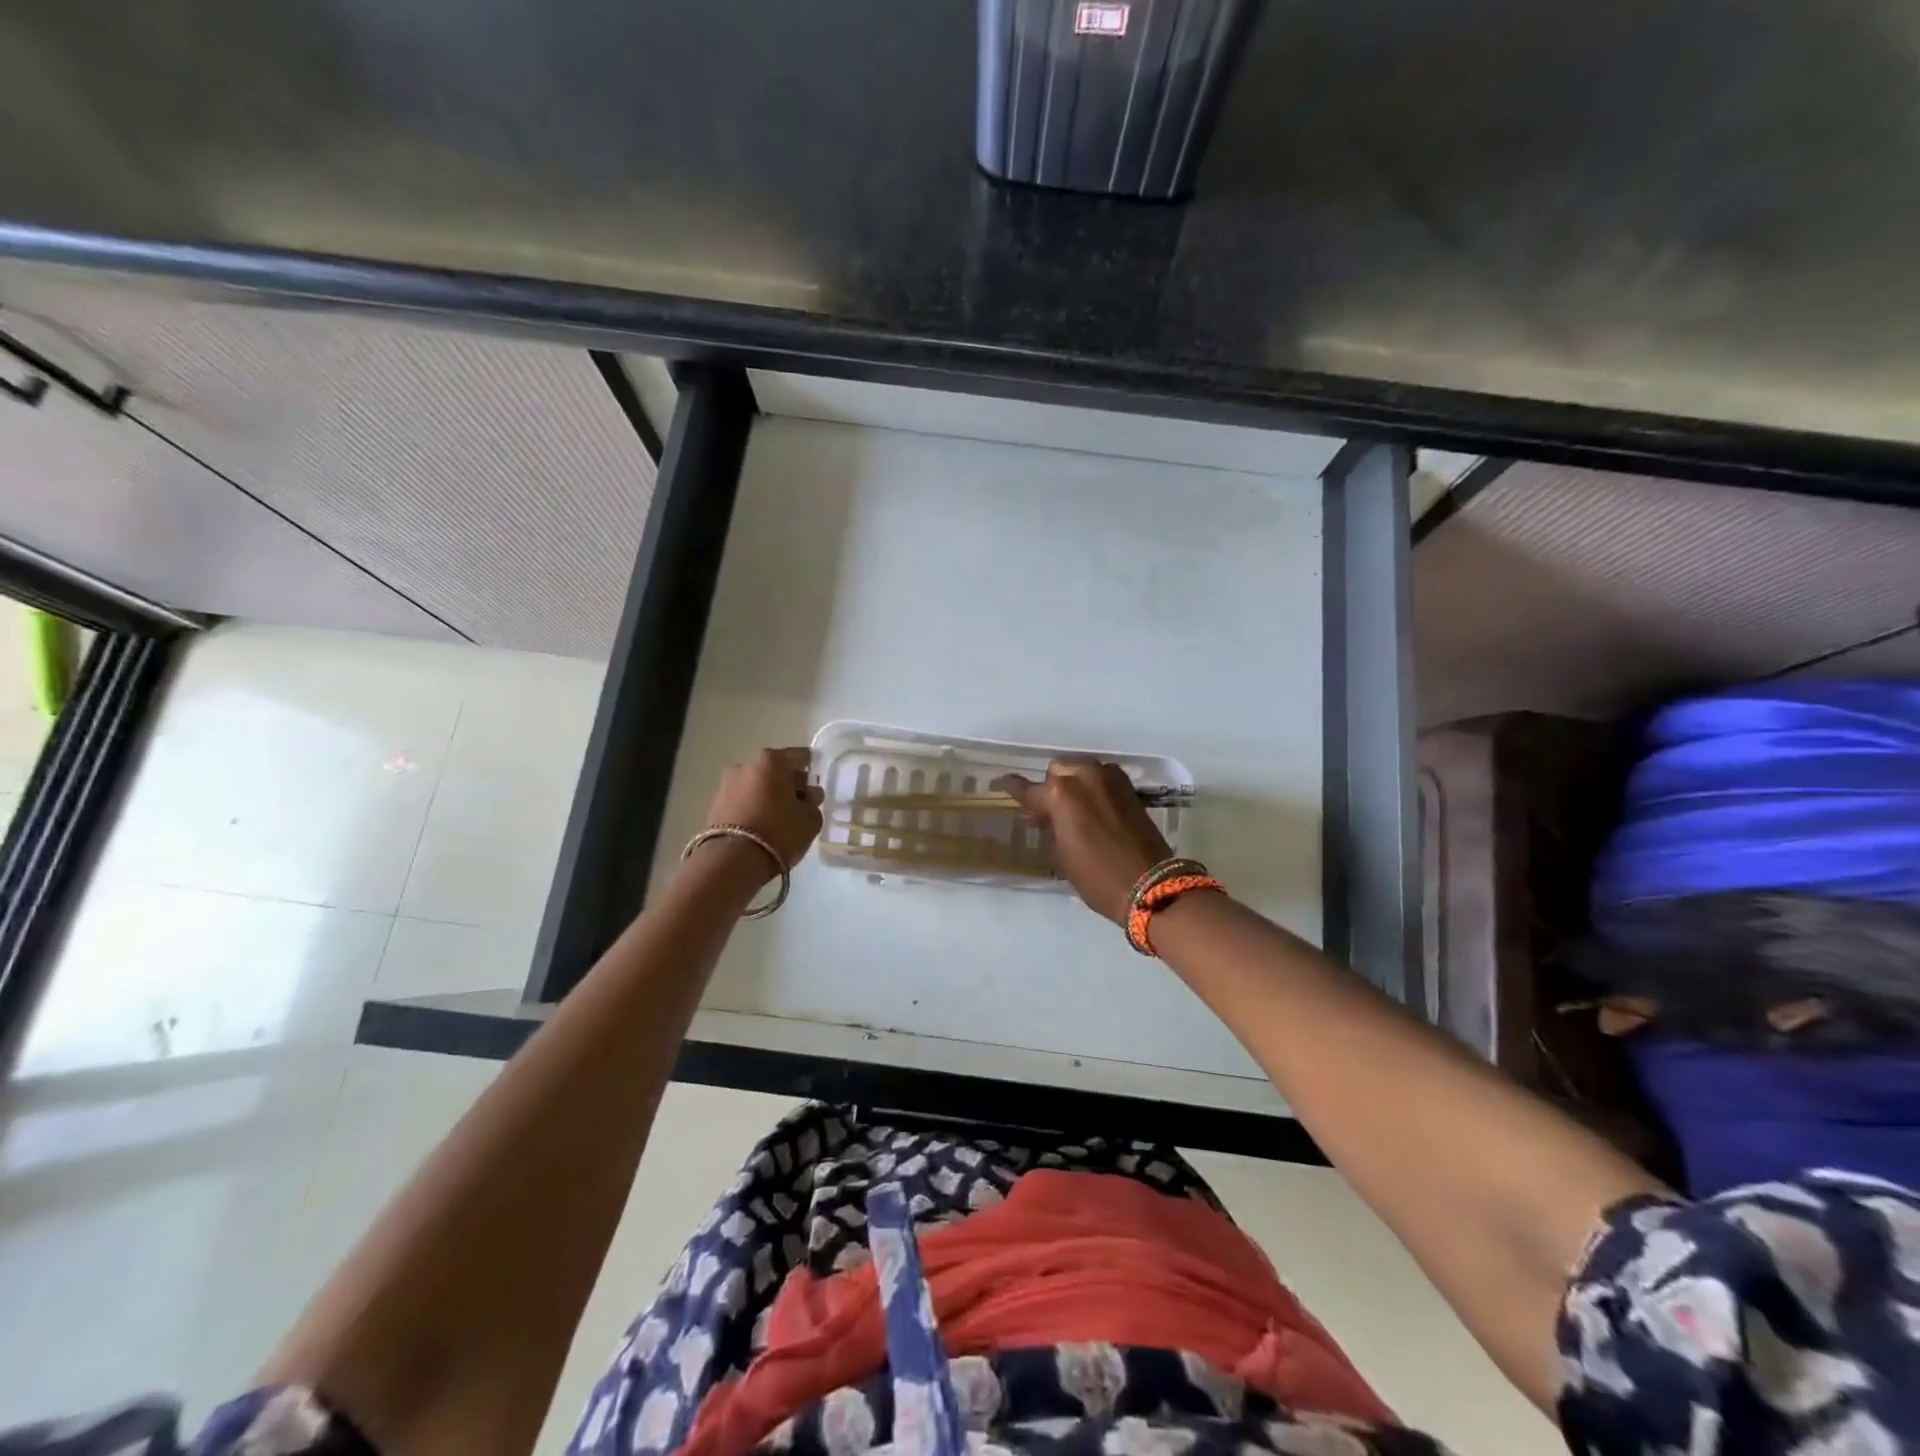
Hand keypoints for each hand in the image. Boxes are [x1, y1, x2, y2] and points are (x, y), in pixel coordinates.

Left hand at [700, 747, 823, 877]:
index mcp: (772, 760)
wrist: (732, 861)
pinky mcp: (714, 806)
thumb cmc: (779, 832)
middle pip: (775, 770)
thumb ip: (813, 802)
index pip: (800, 757)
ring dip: (769, 797)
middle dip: (788, 784)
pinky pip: (742, 801)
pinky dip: (753, 808)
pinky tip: (762, 827)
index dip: (812, 770)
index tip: (816, 788)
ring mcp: (726, 785)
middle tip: (800, 806)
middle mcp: (746, 765)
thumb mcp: (811, 819)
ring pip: (757, 786)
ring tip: (780, 820)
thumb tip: (807, 795)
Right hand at [995, 758, 1171, 923]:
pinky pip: (1102, 778)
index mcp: (1060, 794)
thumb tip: (1043, 815)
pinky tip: (1094, 807)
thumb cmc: (1097, 876)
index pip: (1028, 789)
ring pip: (1081, 770)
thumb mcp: (1061, 854)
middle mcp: (1084, 777)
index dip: (1012, 787)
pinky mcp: (1129, 787)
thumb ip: (1049, 826)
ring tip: (1073, 808)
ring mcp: (1109, 779)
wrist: (1150, 884)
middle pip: (1057, 771)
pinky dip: (1094, 787)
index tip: (1001, 783)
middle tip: (1050, 811)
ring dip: (1074, 784)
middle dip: (1051, 787)